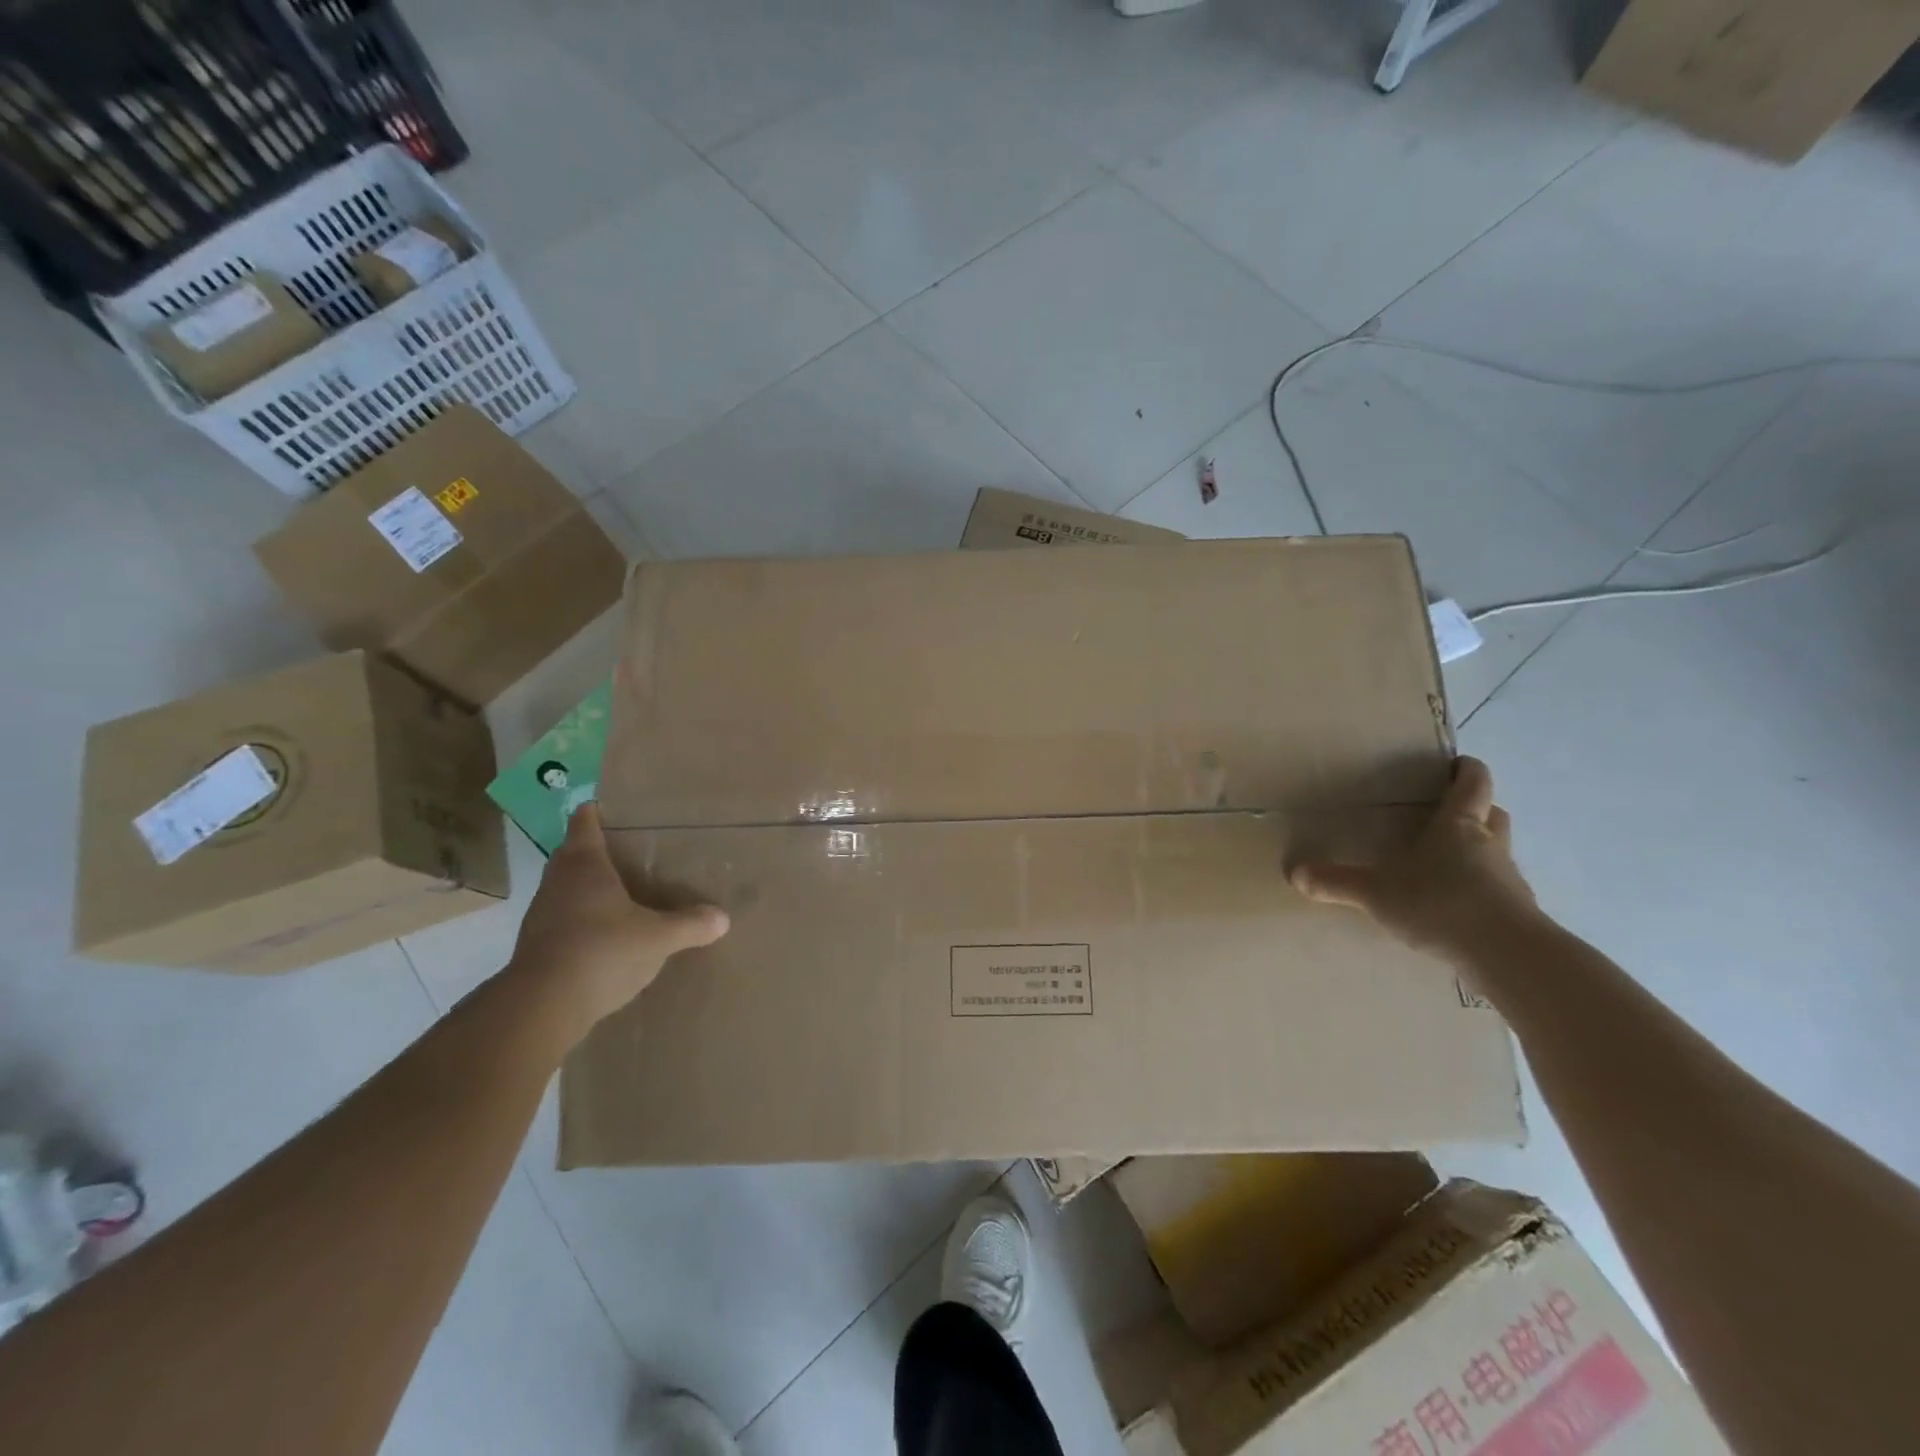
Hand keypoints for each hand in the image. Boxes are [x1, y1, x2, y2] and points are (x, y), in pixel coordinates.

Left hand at [506, 804, 728, 1047]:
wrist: (542, 1006)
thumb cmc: (602, 951)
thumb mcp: (658, 938)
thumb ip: (690, 925)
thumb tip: (722, 918)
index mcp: (584, 864)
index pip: (585, 822)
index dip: (597, 811)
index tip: (615, 808)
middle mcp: (558, 881)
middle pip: (571, 852)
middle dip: (596, 849)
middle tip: (629, 851)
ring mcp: (542, 914)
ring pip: (565, 886)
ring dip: (586, 885)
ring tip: (620, 891)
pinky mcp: (536, 945)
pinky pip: (562, 918)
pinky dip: (580, 917)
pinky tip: (604, 933)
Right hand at [1289, 756, 1537, 962]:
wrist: (1508, 956)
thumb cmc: (1440, 903)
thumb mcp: (1377, 892)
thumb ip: (1337, 882)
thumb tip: (1294, 872)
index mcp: (1458, 826)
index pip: (1473, 784)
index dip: (1467, 770)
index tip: (1457, 763)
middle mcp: (1489, 844)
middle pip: (1492, 813)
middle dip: (1476, 809)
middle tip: (1449, 812)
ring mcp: (1509, 880)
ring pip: (1498, 851)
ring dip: (1480, 850)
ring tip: (1447, 862)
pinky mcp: (1518, 913)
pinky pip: (1499, 889)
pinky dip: (1482, 889)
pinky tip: (1457, 906)